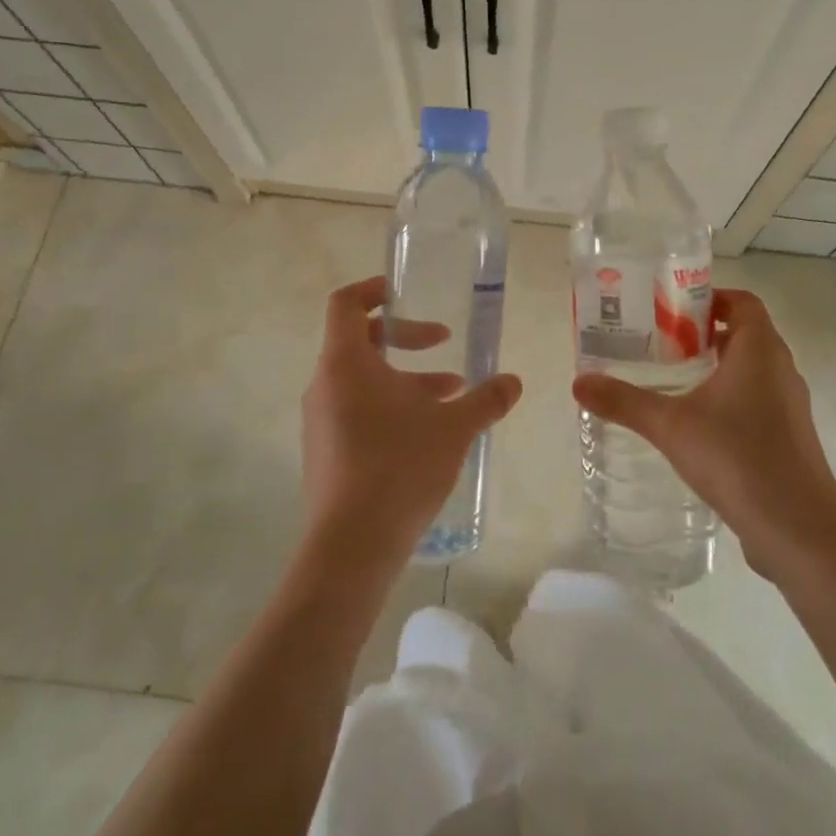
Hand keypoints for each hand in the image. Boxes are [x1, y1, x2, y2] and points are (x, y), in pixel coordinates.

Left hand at [300, 276, 522, 566]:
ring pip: (363, 381)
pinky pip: (356, 411)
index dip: (373, 290)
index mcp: (346, 363)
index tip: (404, 293)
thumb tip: (514, 381)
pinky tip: (428, 435)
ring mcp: (320, 421)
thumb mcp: (453, 427)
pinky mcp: (325, 452)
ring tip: (451, 398)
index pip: (346, 304)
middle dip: (406, 339)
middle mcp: (325, 385)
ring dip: (405, 380)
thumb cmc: (399, 466)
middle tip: (444, 345)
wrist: (352, 545)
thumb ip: (486, 399)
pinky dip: (390, 408)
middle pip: (360, 341)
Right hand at [572, 289, 835, 581]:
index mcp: (760, 350)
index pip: (742, 302)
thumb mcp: (670, 426)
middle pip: (746, 333)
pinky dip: (732, 399)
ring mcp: (790, 406)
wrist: (799, 529)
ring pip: (754, 370)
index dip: (710, 298)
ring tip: (675, 381)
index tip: (672, 310)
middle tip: (663, 343)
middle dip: (705, 333)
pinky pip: (759, 401)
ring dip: (719, 367)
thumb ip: (624, 402)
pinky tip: (700, 426)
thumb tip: (578, 382)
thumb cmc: (737, 458)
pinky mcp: (790, 438)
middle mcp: (781, 370)